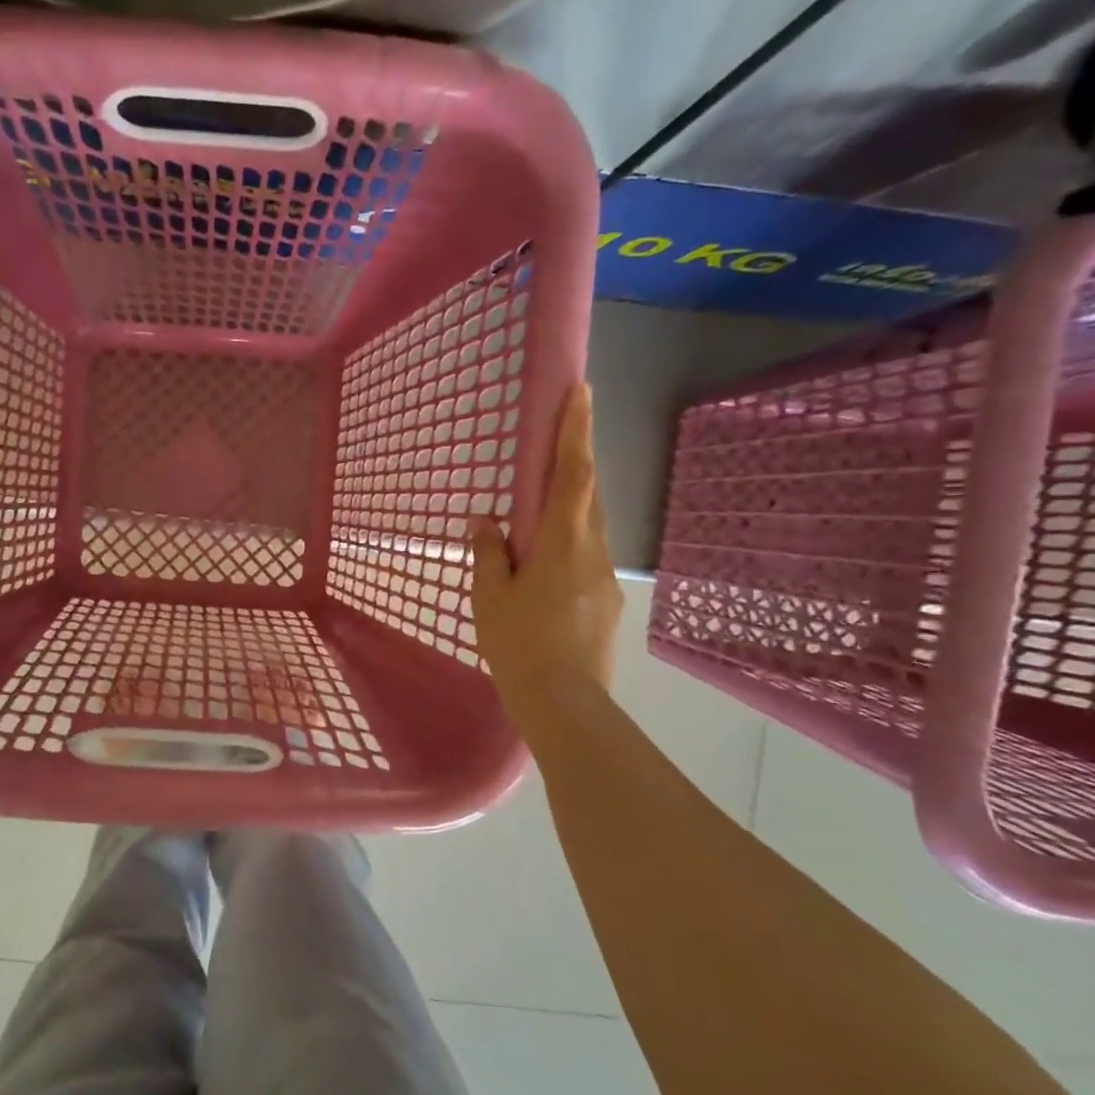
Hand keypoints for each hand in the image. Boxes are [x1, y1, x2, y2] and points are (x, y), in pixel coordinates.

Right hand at [472, 382, 623, 706]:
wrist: (565, 703)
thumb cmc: (519, 643)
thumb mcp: (489, 596)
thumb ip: (489, 553)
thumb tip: (487, 522)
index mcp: (563, 542)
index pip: (573, 474)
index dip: (575, 431)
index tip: (580, 391)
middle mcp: (593, 551)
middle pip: (588, 495)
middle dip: (577, 460)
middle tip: (562, 437)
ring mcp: (605, 578)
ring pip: (590, 527)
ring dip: (572, 507)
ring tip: (543, 511)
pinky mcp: (607, 602)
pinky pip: (588, 557)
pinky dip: (570, 544)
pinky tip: (547, 567)